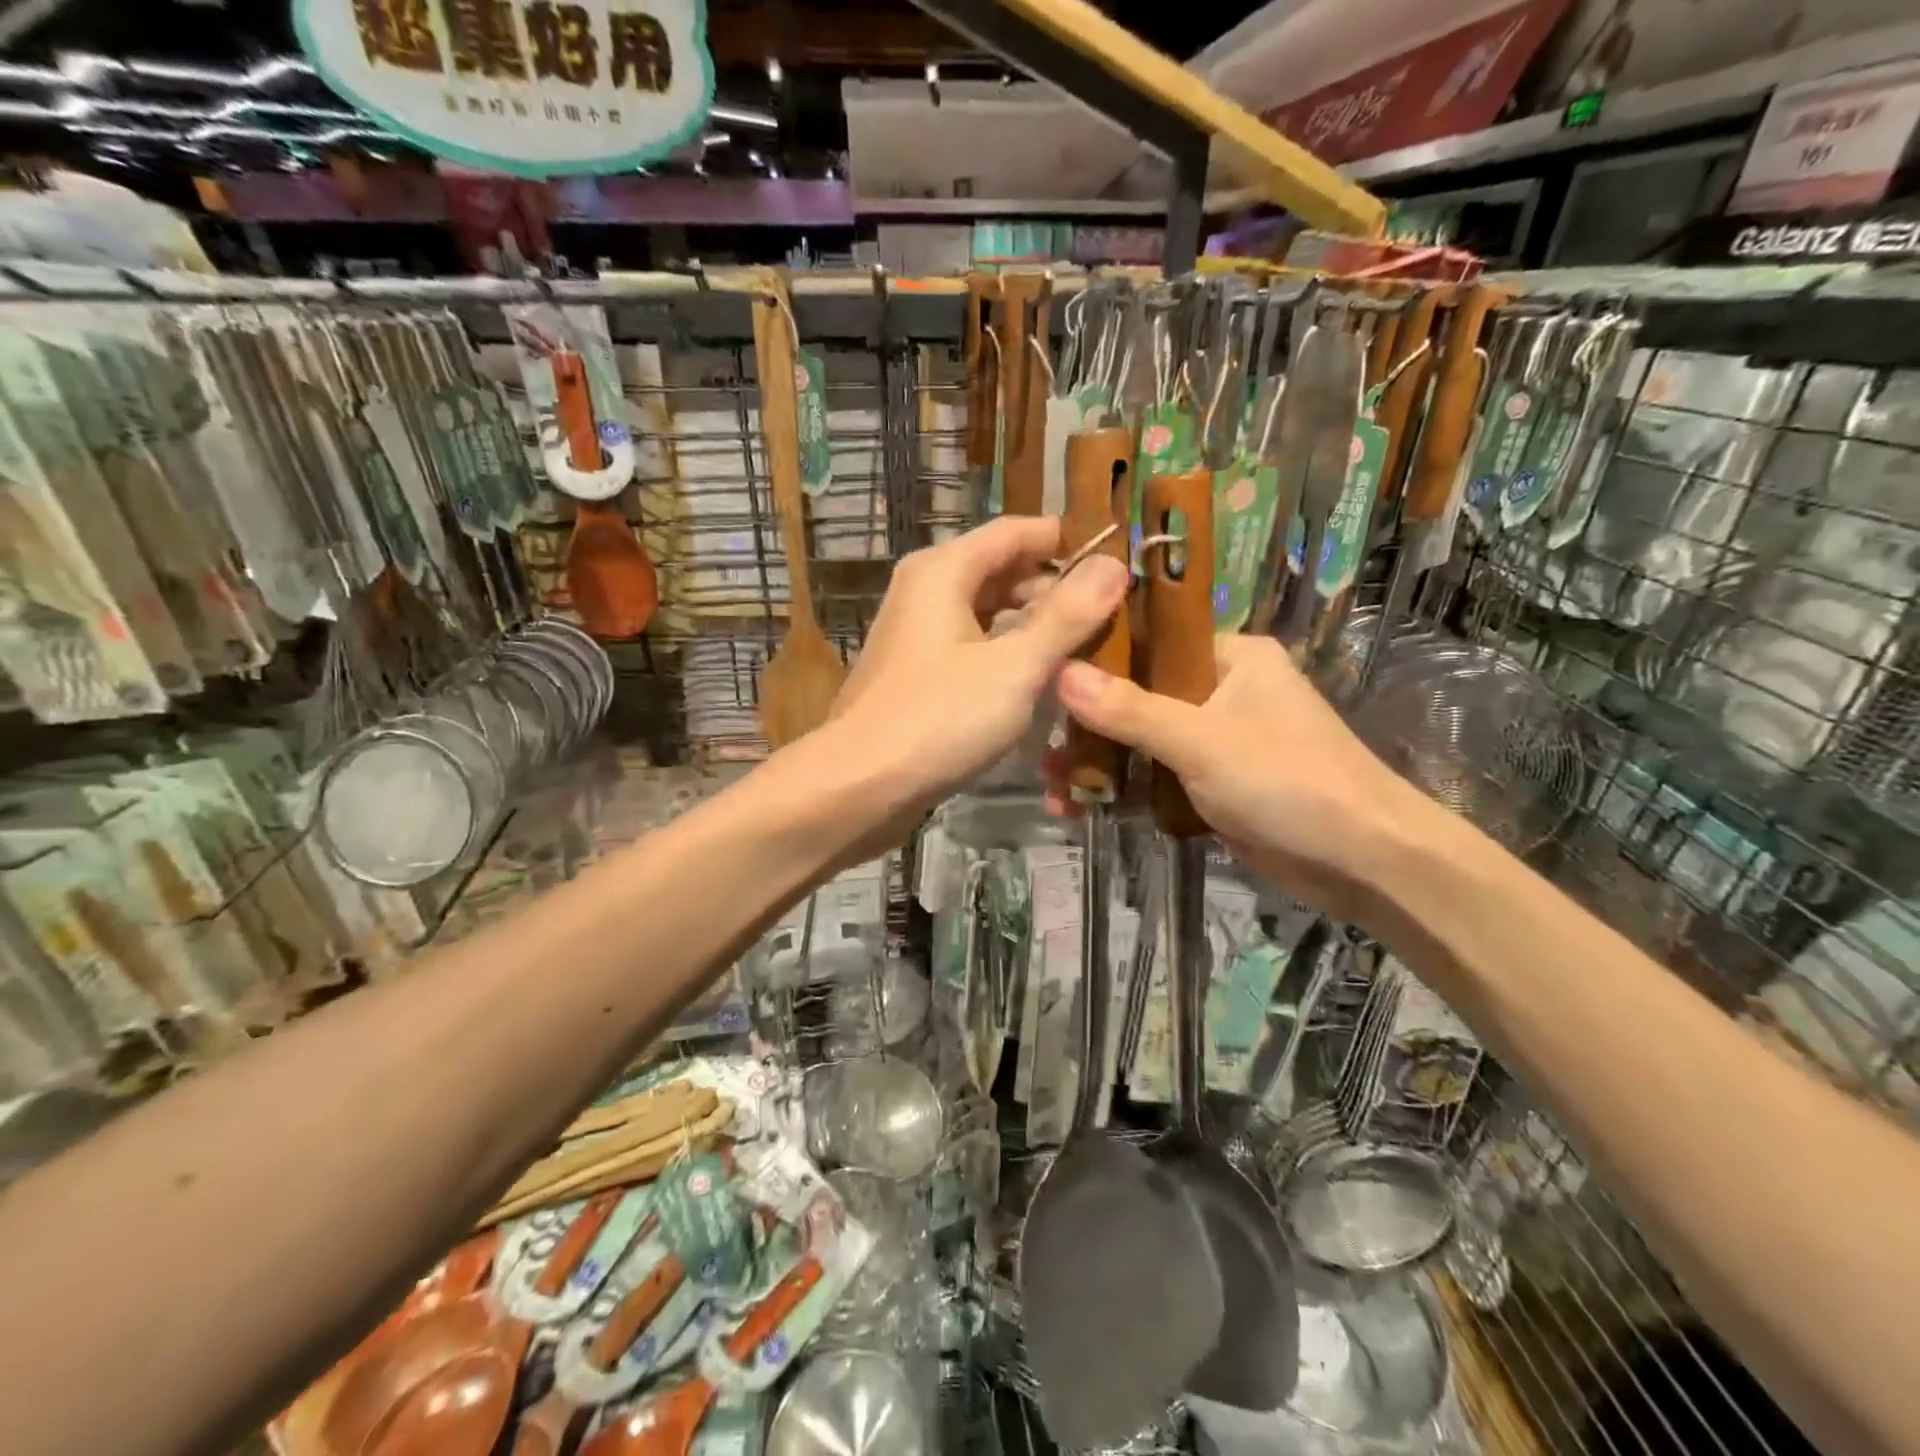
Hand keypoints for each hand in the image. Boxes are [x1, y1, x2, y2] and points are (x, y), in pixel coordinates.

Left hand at [826, 516, 1129, 814]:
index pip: (1015, 532)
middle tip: (1110, 613)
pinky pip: (972, 647)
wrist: (859, 785)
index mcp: (943, 571)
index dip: (1065, 541)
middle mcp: (925, 591)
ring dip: (1032, 626)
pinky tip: (1039, 680)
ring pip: (987, 613)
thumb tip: (1114, 565)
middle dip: (1053, 588)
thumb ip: (1066, 616)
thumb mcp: (1015, 666)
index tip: (1117, 559)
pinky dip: (1006, 654)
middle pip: (1000, 571)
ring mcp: (917, 634)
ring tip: (1086, 647)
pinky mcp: (916, 674)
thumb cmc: (939, 718)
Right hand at [1052, 634, 1439, 921]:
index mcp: (1229, 656)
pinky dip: (1124, 789)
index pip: (1148, 639)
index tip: (1041, 674)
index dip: (1094, 655)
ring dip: (1100, 763)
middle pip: (1137, 694)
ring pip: (1142, 739)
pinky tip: (1081, 807)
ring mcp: (1216, 738)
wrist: (1364, 861)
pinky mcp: (1213, 782)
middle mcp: (1221, 688)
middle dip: (1087, 725)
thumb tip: (1058, 672)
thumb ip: (1129, 709)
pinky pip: (1156, 774)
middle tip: (1038, 748)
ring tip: (1052, 788)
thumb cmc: (1288, 781)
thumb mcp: (1202, 741)